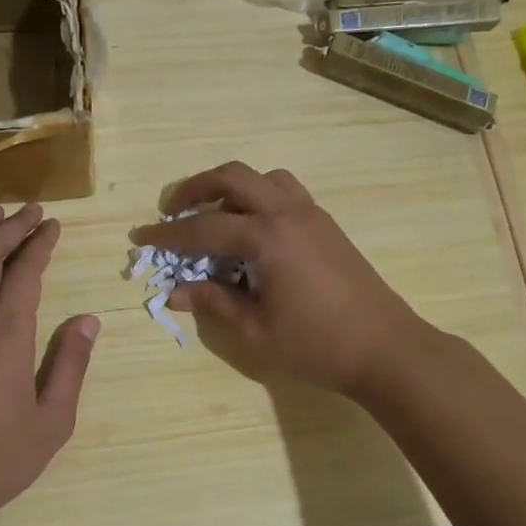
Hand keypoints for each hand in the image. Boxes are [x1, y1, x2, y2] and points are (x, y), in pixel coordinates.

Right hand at [131, 163, 425, 398]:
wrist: (385, 348)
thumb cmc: (316, 345)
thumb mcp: (255, 331)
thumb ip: (213, 303)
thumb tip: (175, 292)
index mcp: (267, 238)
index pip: (204, 228)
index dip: (168, 235)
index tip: (141, 237)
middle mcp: (288, 213)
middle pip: (233, 177)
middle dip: (196, 188)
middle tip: (173, 211)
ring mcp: (311, 214)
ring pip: (263, 178)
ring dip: (232, 188)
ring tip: (213, 216)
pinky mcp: (326, 224)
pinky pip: (285, 192)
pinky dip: (259, 198)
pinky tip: (251, 231)